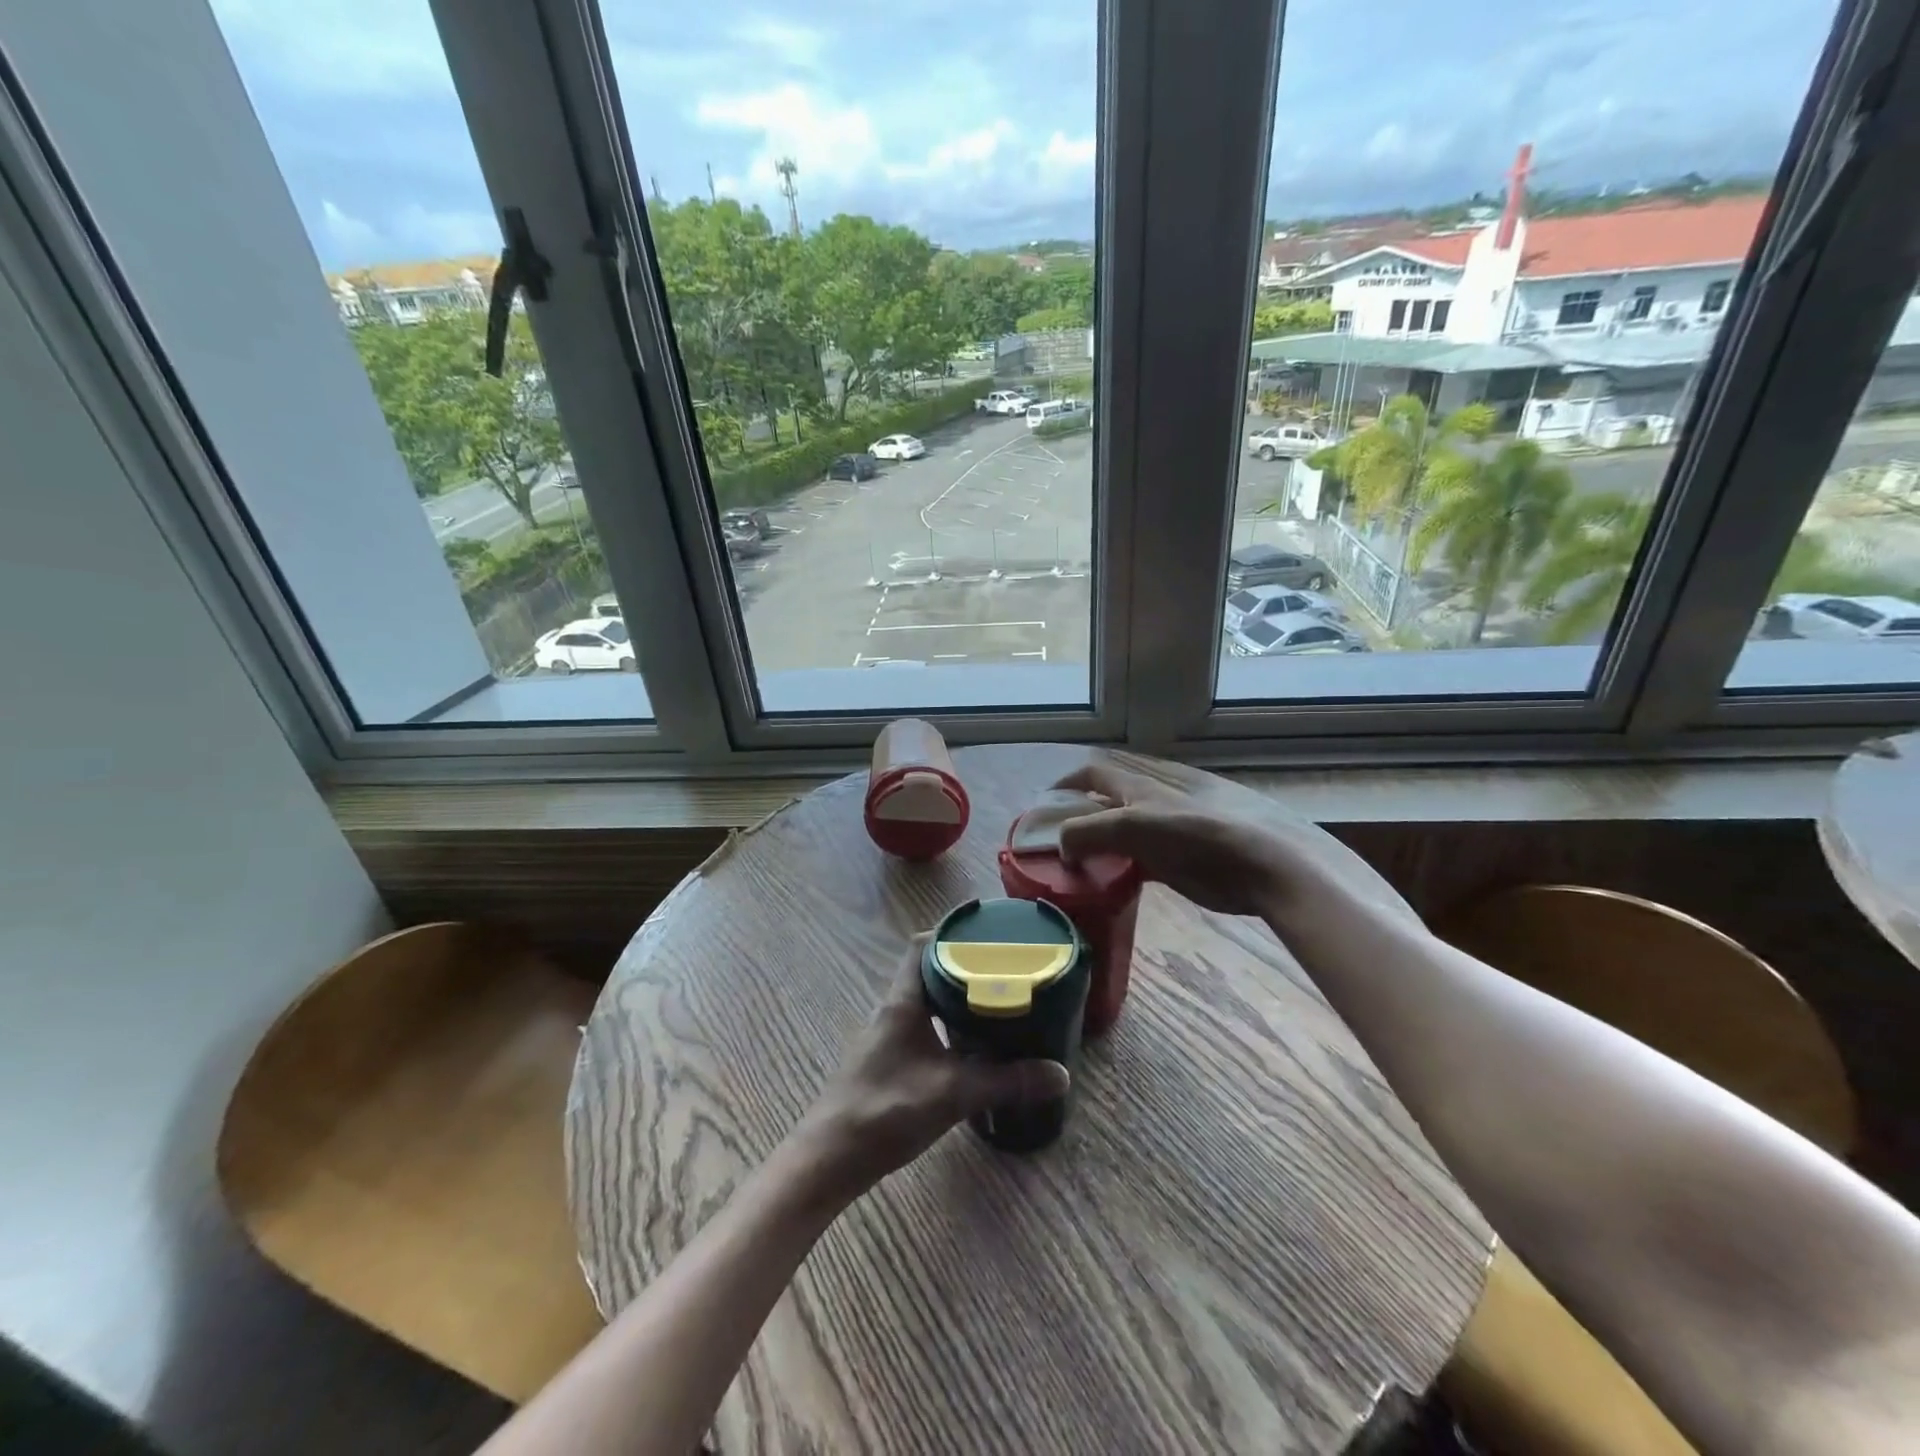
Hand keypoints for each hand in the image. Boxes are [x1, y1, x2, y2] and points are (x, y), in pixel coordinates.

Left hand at [793, 943, 1069, 1197]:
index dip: (951, 930)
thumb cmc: (886, 1110)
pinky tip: (973, 1044)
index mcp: (904, 1001)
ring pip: (927, 1001)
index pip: (922, 945)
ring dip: (957, 997)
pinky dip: (949, 1024)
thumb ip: (1006, 1082)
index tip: (986, 929)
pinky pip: (925, 1026)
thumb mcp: (953, 1094)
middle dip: (965, 964)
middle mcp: (894, 1009)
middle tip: (1005, 966)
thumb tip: (1060, 1074)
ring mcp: (889, 1036)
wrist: (830, 1158)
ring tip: (997, 999)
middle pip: (929, 970)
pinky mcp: (890, 1060)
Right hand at [1052, 762, 1295, 917]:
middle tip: (1058, 840)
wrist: (1270, 865)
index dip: (1066, 784)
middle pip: (1109, 799)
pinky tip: (1114, 881)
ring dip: (1100, 842)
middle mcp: (1156, 799)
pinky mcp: (1186, 859)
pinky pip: (1142, 857)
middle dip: (1081, 814)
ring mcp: (1173, 828)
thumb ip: (1092, 831)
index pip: (1095, 773)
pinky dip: (1122, 866)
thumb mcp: (1137, 826)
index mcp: (1144, 784)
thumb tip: (1061, 844)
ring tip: (1079, 863)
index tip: (1043, 806)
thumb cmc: (1201, 837)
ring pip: (1124, 829)